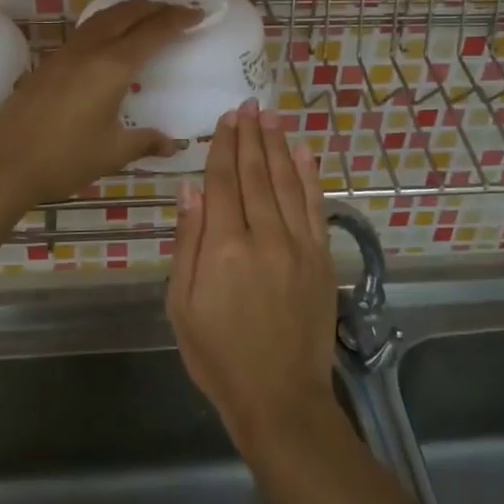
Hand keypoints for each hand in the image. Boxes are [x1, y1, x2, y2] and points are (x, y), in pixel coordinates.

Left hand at [0, 0, 200, 209]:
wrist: (4, 164)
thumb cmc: (64, 159)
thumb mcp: (113, 153)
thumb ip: (145, 141)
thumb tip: (173, 144)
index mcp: (112, 67)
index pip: (153, 32)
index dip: (178, 20)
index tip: (199, 14)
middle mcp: (90, 51)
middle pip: (128, 14)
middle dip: (157, 7)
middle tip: (179, 8)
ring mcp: (66, 54)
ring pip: (104, 17)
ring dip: (130, 9)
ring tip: (148, 12)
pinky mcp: (49, 63)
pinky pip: (87, 30)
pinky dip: (108, 22)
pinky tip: (110, 36)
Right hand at [166, 100, 338, 453]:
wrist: (279, 397)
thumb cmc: (218, 355)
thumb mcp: (182, 305)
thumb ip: (188, 242)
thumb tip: (190, 188)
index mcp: (224, 247)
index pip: (222, 182)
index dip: (223, 146)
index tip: (226, 119)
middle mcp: (264, 236)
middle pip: (255, 174)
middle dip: (250, 137)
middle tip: (248, 106)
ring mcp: (298, 245)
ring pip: (287, 182)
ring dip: (278, 146)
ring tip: (271, 117)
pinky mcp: (321, 258)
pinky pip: (316, 207)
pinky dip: (310, 176)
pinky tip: (304, 152)